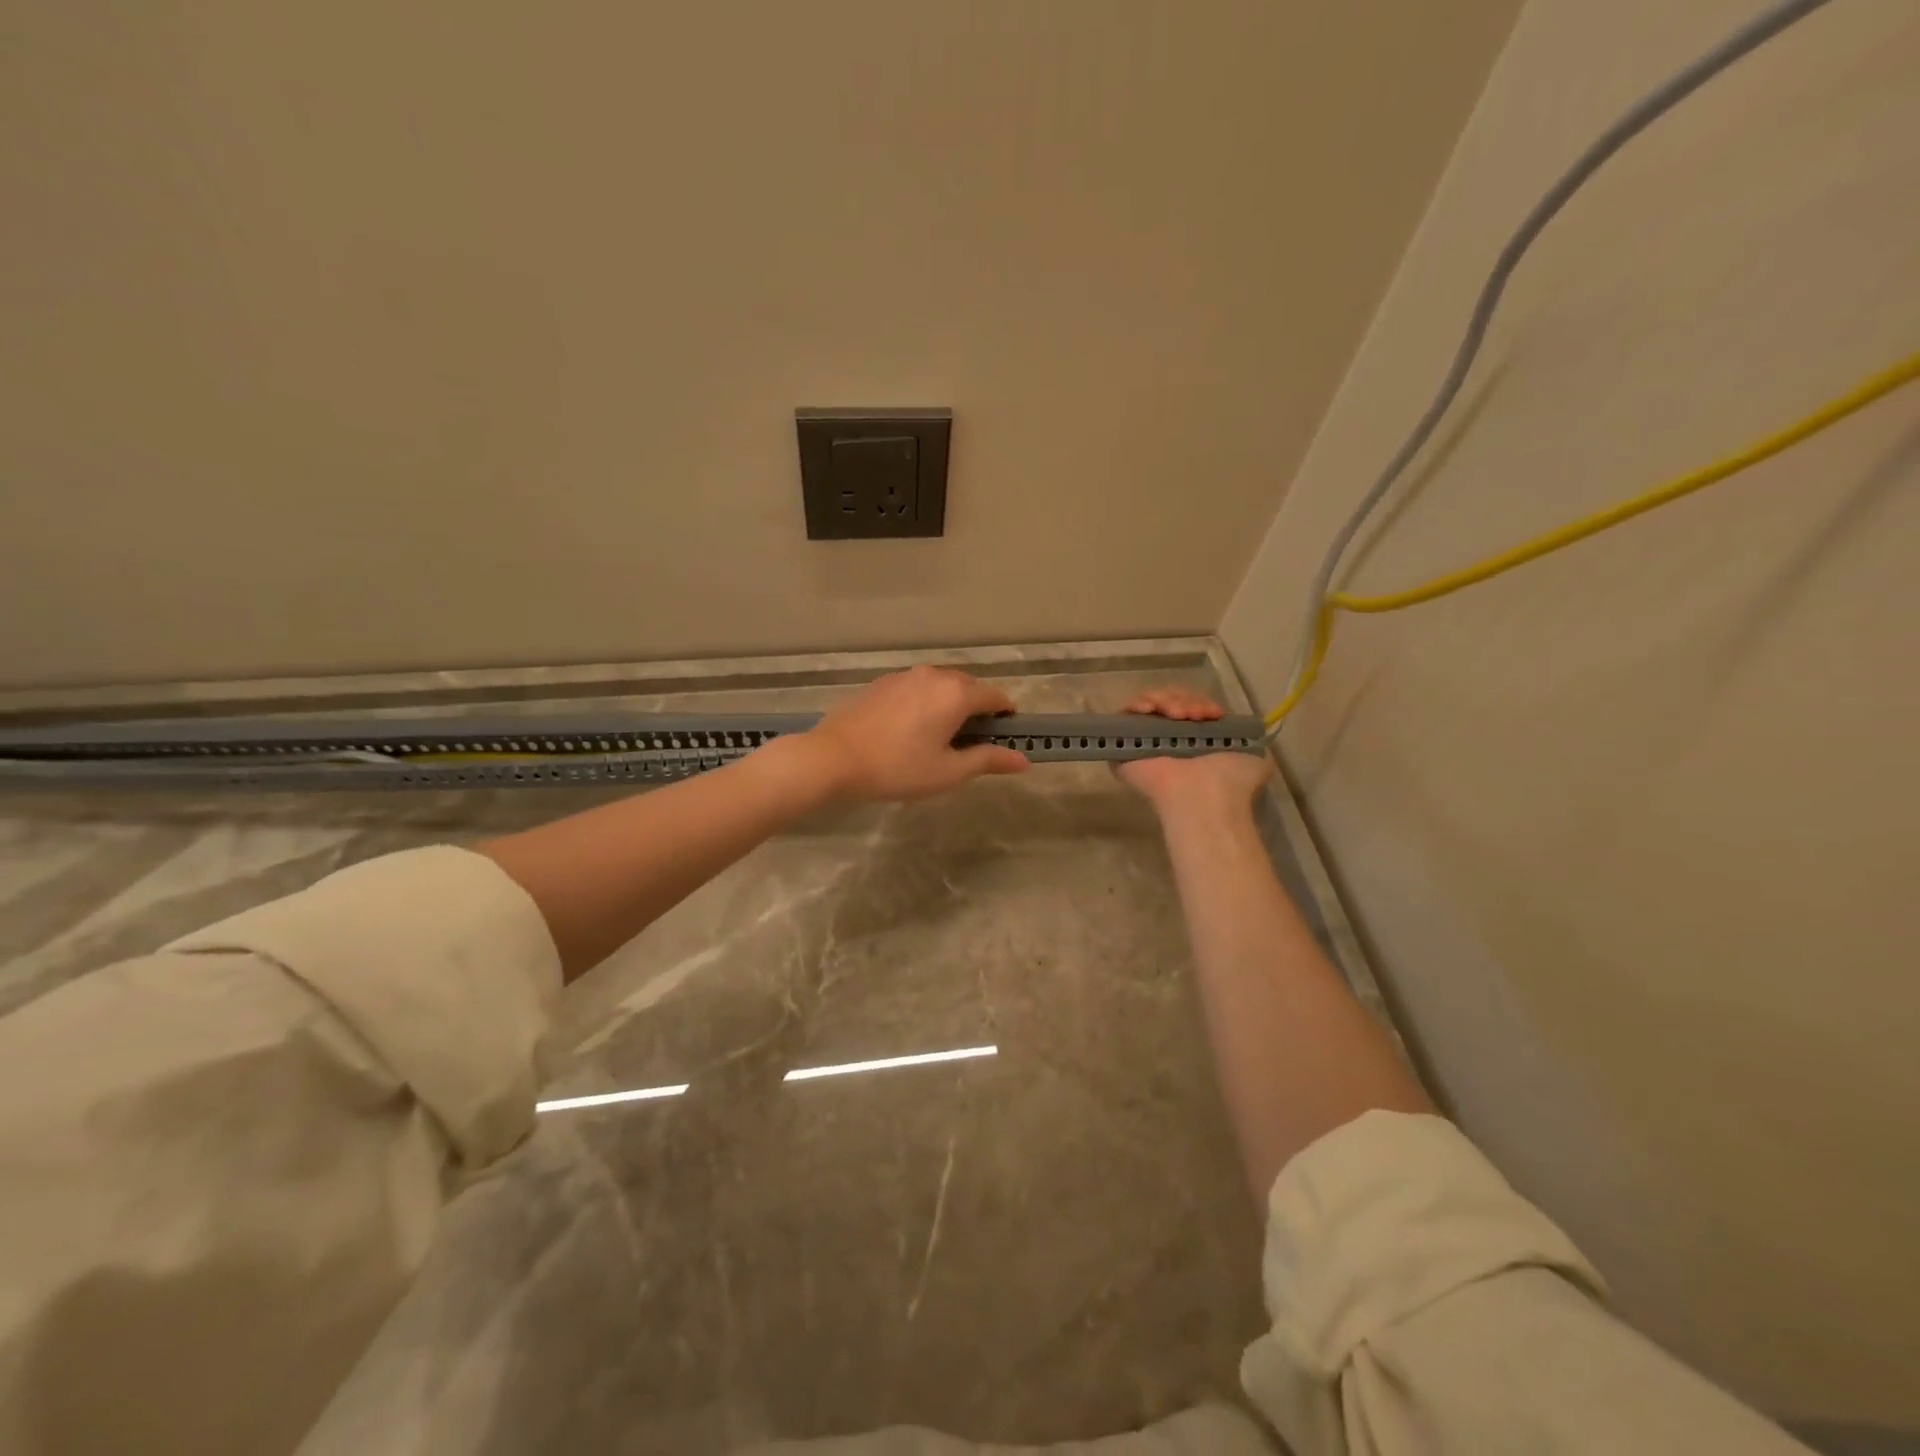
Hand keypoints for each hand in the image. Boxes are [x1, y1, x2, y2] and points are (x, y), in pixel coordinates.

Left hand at [801, 666, 1028, 802]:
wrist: (834, 758)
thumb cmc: (897, 768)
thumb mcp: (948, 772)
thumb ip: (988, 761)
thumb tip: (1023, 760)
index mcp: (956, 694)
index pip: (996, 696)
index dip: (1007, 715)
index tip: (1006, 735)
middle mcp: (934, 675)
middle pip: (969, 686)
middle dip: (978, 708)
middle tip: (973, 741)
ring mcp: (905, 675)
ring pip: (941, 685)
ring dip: (951, 703)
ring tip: (941, 735)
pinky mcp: (883, 682)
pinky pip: (917, 687)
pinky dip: (926, 702)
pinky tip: (911, 728)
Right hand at [1114, 688, 1270, 816]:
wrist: (1202, 794)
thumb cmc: (1230, 780)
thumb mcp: (1256, 758)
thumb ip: (1250, 742)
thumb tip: (1249, 734)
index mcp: (1196, 741)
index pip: (1190, 706)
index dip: (1200, 702)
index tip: (1212, 713)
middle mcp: (1170, 740)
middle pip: (1169, 701)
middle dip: (1184, 700)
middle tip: (1193, 715)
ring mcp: (1146, 742)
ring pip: (1149, 703)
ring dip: (1165, 701)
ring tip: (1176, 716)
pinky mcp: (1123, 744)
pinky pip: (1125, 714)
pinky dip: (1136, 704)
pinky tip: (1150, 710)